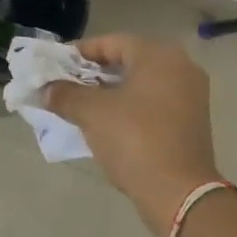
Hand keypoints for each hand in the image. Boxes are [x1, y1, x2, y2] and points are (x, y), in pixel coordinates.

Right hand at [46, 35, 220, 236]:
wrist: (179, 193)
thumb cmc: (135, 140)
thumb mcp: (92, 113)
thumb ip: (65, 94)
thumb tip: (45, 89)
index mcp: (159, 56)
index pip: (111, 42)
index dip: (79, 53)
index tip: (55, 67)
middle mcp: (180, 67)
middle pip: (127, 61)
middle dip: (93, 74)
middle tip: (65, 86)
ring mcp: (190, 95)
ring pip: (139, 84)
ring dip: (110, 92)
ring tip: (80, 106)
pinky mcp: (191, 121)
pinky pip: (152, 103)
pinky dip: (129, 107)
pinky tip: (106, 123)